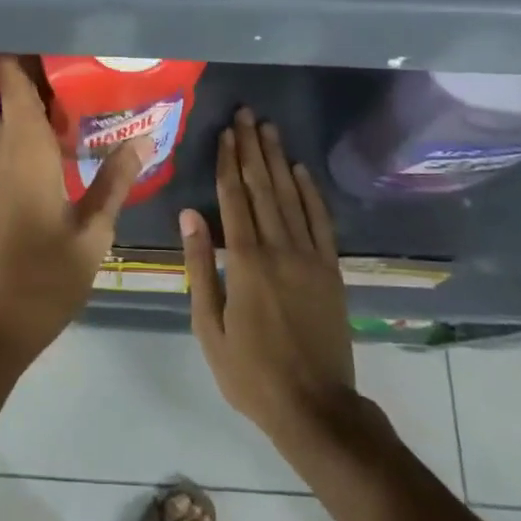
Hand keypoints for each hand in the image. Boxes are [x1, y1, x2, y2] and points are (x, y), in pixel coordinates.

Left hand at [0, 56, 146, 374]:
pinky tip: (68, 140)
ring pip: (14, 118)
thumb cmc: (40, 279)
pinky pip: (13, 142)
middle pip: (16, 93)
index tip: (55, 28)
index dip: (24, 48)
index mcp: (25, 148)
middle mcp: (2, 149)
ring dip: (42, 102)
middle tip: (91, 58)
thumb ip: (115, 181)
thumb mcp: (91, 233)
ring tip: (88, 90)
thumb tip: (141, 137)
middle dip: (46, 72)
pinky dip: (36, 130)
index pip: (14, 78)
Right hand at [182, 109, 356, 453]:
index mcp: (244, 262)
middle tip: (247, 114)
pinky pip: (320, 221)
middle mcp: (278, 248)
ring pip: (291, 196)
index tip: (225, 132)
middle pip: (263, 187)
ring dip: (278, 160)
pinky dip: (310, 192)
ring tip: (269, 129)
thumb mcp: (209, 326)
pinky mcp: (331, 269)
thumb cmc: (250, 373)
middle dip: (252, 148)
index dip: (228, 162)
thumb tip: (188, 215)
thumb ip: (199, 266)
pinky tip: (301, 170)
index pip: (233, 198)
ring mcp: (309, 257)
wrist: (315, 407)